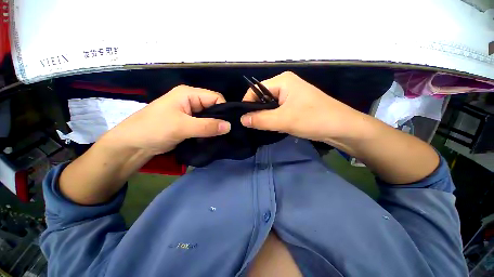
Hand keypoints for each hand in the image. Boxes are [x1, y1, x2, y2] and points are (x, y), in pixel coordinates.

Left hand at [106, 85, 230, 154]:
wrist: (133, 145)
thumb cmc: (154, 129)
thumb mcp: (181, 127)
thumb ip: (207, 126)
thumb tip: (229, 126)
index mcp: (189, 94)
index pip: (215, 97)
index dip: (224, 109)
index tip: (228, 125)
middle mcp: (191, 101)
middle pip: (214, 108)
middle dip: (220, 120)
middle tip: (226, 133)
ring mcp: (190, 113)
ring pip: (210, 118)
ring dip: (214, 128)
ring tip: (220, 138)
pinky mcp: (189, 124)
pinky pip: (204, 126)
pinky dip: (209, 132)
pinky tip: (212, 139)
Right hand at [241, 71, 367, 145]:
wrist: (342, 128)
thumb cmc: (313, 119)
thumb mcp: (283, 120)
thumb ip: (260, 119)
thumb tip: (241, 119)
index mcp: (282, 81)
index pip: (255, 90)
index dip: (247, 104)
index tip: (244, 120)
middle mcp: (286, 84)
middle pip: (262, 98)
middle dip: (257, 112)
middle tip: (255, 126)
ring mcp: (291, 95)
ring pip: (270, 106)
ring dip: (266, 117)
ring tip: (265, 128)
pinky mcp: (295, 105)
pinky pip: (278, 110)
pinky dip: (274, 119)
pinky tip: (275, 127)